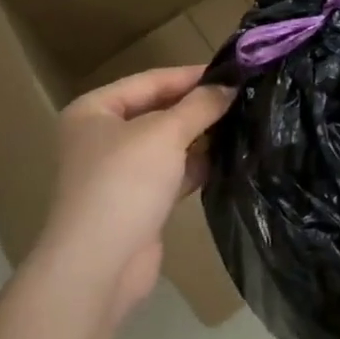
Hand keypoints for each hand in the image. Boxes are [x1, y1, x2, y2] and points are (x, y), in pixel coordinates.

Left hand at [42, 65, 234, 317]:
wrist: (99, 266)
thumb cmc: (124, 183)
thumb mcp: (165, 133)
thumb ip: (200, 105)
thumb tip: (230, 85)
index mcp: (95, 111)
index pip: (151, 80)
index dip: (192, 75)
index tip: (234, 72)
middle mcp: (102, 137)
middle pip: (159, 111)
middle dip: (198, 107)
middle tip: (244, 97)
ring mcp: (119, 172)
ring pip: (168, 144)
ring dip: (201, 137)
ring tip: (245, 124)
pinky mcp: (137, 202)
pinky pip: (172, 172)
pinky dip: (196, 166)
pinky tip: (229, 159)